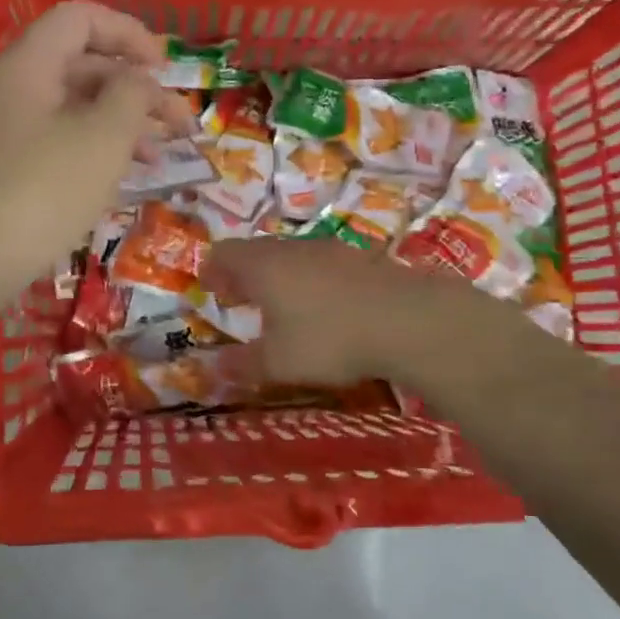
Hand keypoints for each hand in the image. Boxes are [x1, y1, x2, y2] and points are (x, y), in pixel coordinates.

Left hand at [0, 1, 192, 295]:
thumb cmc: (42, 191)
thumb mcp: (103, 138)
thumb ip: (132, 95)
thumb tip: (139, 80)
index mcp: (27, 66)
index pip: (80, 18)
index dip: (128, 33)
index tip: (165, 69)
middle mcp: (11, 90)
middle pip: (81, 66)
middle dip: (136, 89)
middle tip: (179, 124)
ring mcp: (4, 132)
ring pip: (72, 110)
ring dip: (121, 125)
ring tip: (160, 157)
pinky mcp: (4, 171)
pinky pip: (57, 144)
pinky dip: (93, 152)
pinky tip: (122, 181)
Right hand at [202, 239, 425, 385]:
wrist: (408, 319)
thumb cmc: (328, 338)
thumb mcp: (278, 362)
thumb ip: (243, 365)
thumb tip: (214, 368)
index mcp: (262, 266)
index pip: (224, 253)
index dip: (212, 270)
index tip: (210, 290)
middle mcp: (292, 249)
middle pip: (257, 251)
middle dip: (243, 274)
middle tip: (240, 299)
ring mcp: (330, 250)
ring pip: (292, 256)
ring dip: (279, 276)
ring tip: (282, 307)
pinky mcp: (362, 259)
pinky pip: (322, 264)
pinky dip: (311, 281)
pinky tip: (325, 308)